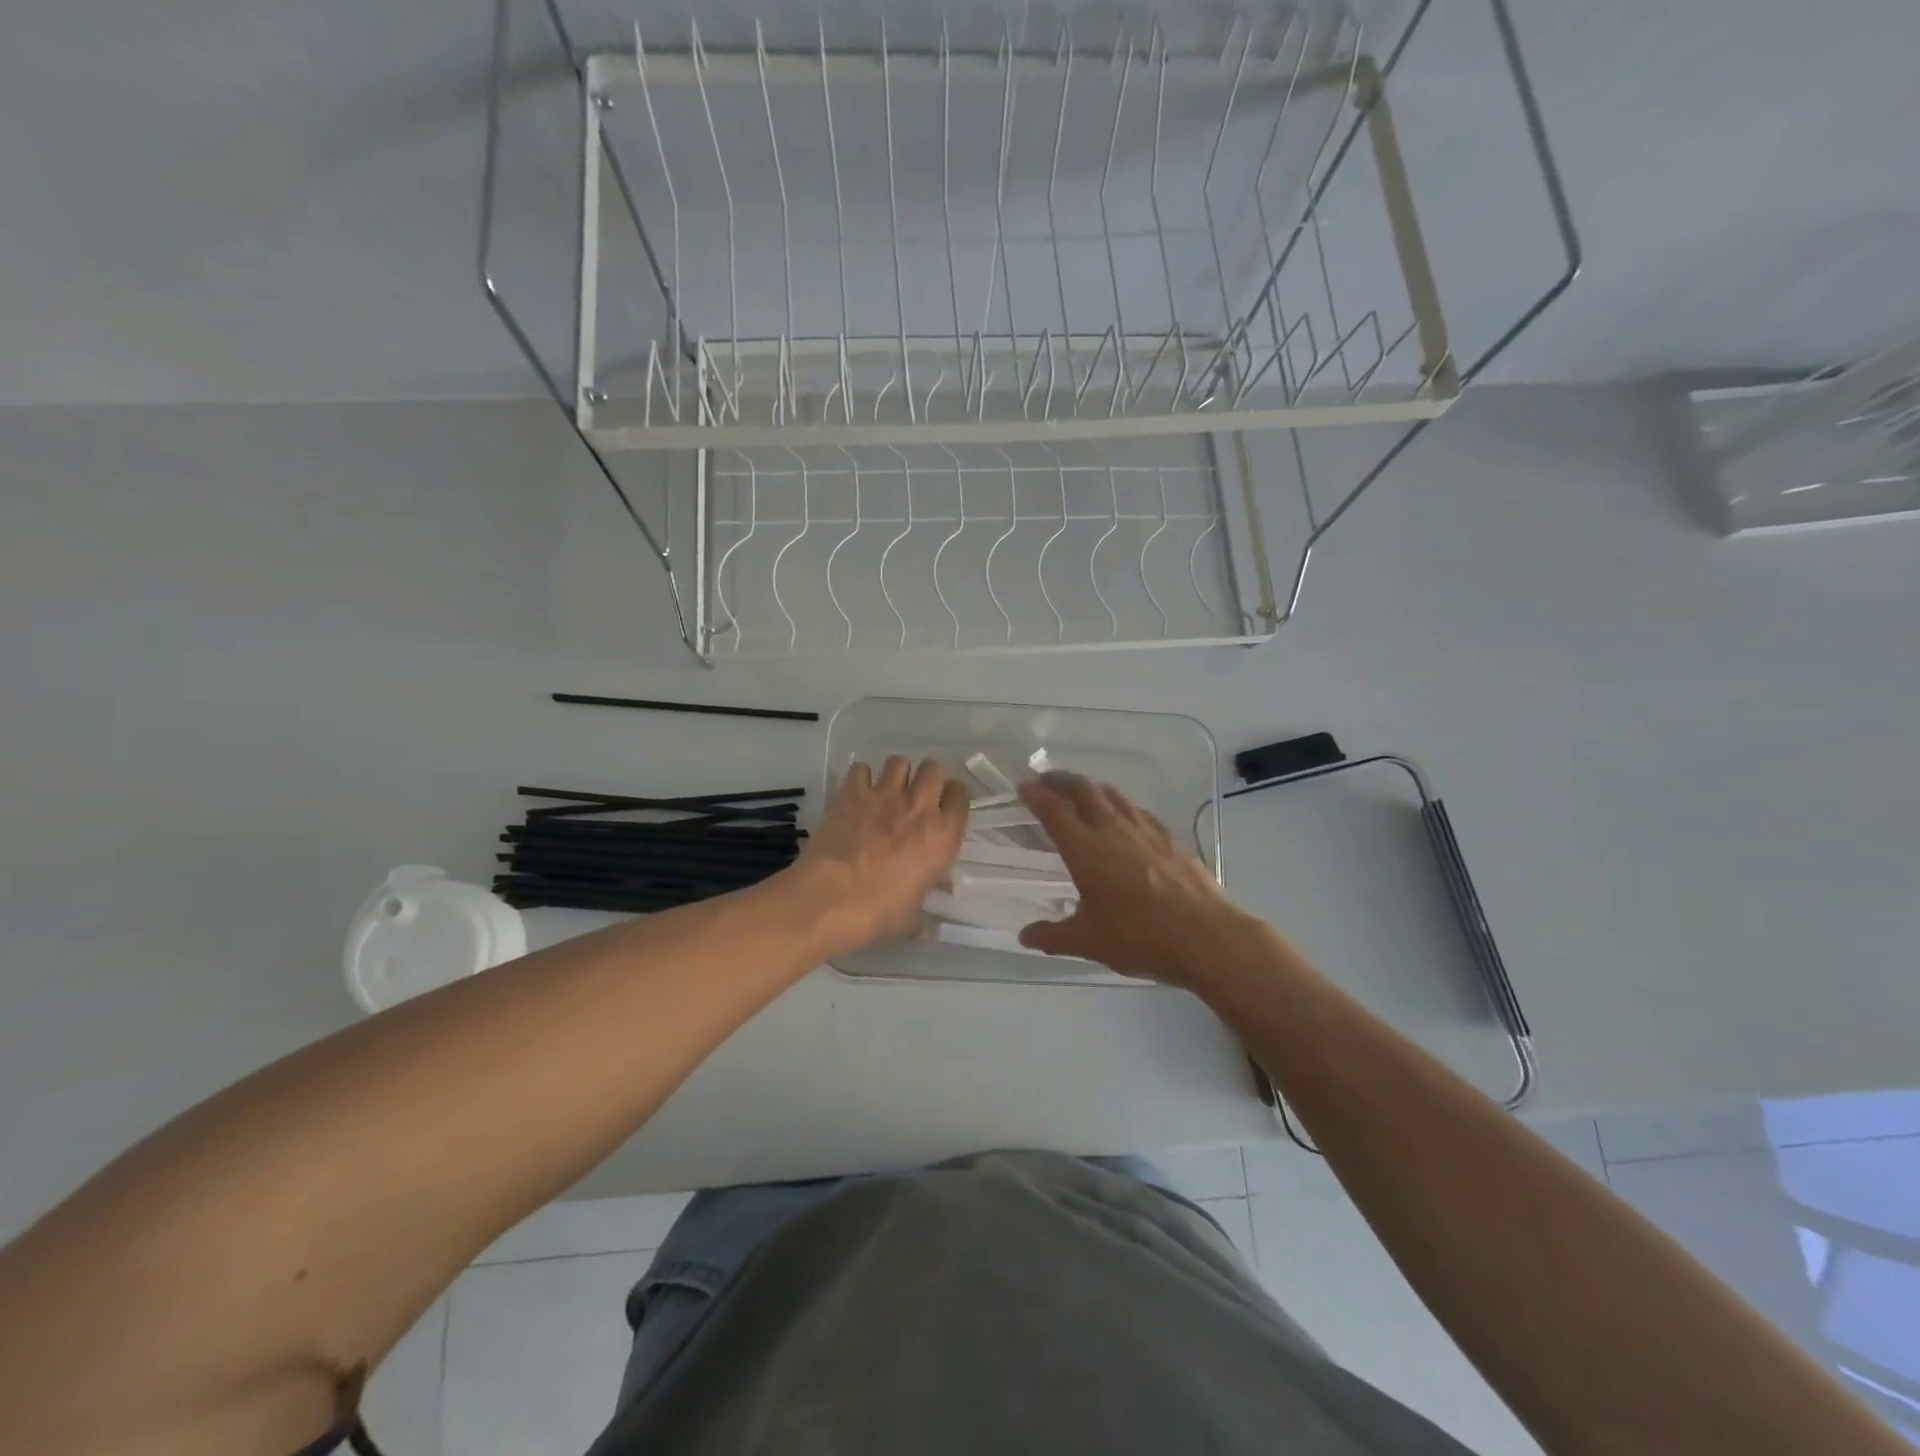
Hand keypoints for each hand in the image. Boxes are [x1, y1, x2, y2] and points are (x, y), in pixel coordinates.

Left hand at [792, 756, 968, 951]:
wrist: (830, 900)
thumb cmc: (879, 913)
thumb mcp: (913, 917)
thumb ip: (925, 907)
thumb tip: (932, 919)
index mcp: (943, 835)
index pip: (961, 796)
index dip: (953, 799)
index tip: (944, 809)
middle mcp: (919, 806)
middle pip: (933, 768)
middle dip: (927, 778)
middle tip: (916, 797)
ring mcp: (884, 795)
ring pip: (899, 761)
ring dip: (897, 773)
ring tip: (887, 791)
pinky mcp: (851, 792)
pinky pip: (861, 768)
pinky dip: (861, 778)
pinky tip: (857, 794)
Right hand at [1017, 772, 1255, 985]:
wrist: (1206, 936)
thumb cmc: (1139, 936)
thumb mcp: (1088, 942)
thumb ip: (1053, 935)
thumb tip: (1025, 936)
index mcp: (1085, 848)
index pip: (1053, 810)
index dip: (1035, 795)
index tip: (1023, 787)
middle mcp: (1112, 829)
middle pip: (1083, 790)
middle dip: (1060, 780)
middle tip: (1045, 780)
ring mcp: (1145, 830)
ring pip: (1113, 795)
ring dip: (1091, 787)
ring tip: (1081, 791)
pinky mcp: (1170, 838)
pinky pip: (1137, 810)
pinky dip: (1121, 805)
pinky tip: (1125, 817)